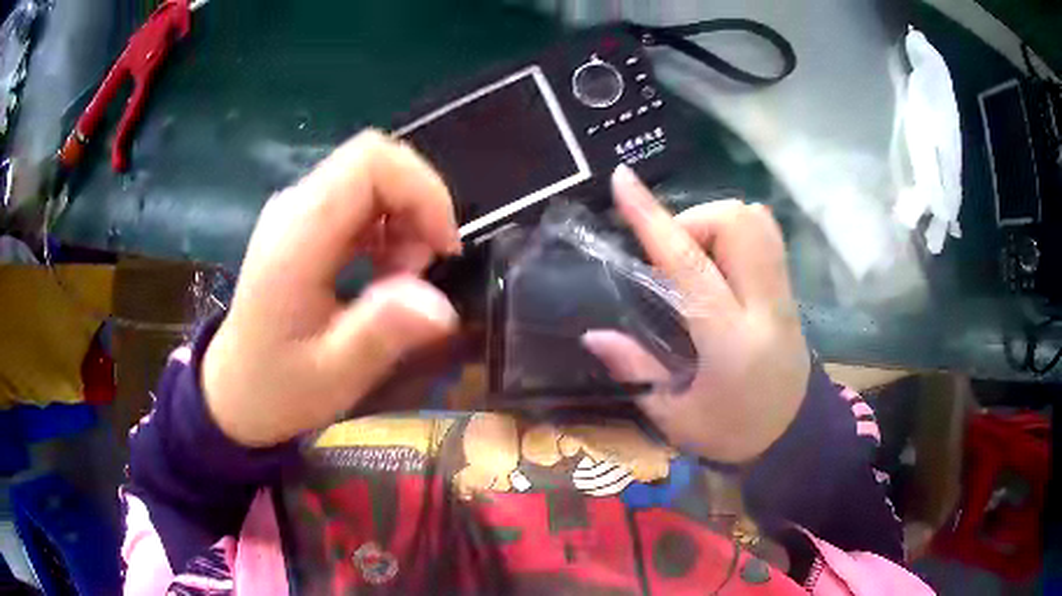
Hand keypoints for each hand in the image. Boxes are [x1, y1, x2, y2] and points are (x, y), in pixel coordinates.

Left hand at [202, 130, 461, 446]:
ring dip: (406, 219)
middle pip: (374, 162)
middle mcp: (295, 209)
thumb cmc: (277, 388)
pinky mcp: (305, 223)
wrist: (235, 389)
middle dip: (418, 206)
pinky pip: (362, 199)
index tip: (443, 248)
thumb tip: (441, 306)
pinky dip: (390, 227)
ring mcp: (298, 211)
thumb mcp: (332, 377)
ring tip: (403, 279)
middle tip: (423, 269)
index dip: (421, 189)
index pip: (368, 162)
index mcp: (295, 239)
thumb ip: (380, 335)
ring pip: (373, 177)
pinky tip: (386, 270)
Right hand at [582, 166, 809, 462]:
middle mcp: (763, 305)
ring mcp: (783, 294)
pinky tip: (720, 261)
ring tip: (695, 257)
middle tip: (670, 256)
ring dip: (715, 223)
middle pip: (736, 223)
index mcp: (729, 340)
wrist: (794, 437)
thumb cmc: (732, 434)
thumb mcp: (675, 417)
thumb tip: (593, 334)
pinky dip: (739, 230)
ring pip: (756, 221)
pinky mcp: (789, 291)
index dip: (653, 218)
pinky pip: (768, 236)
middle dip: (693, 220)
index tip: (623, 181)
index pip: (690, 264)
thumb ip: (636, 370)